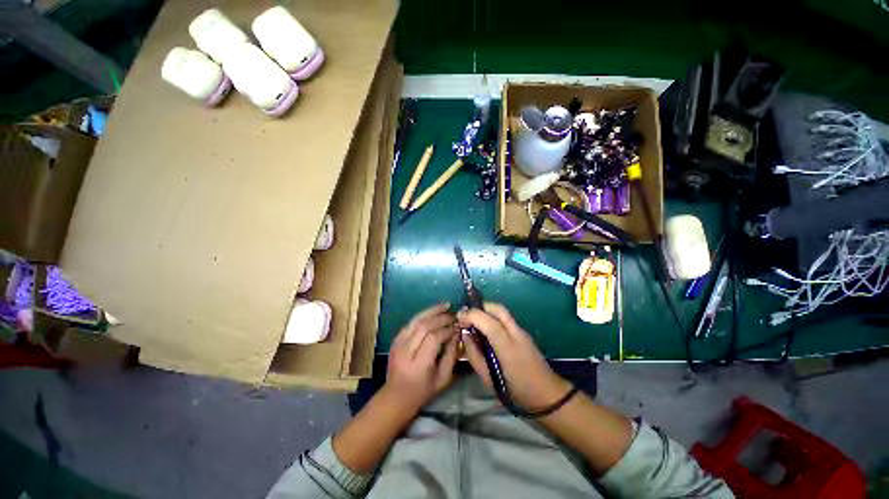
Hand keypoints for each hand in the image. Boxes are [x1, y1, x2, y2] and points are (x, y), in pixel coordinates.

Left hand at [384, 303, 459, 412]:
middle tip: (454, 315)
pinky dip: (423, 315)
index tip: (457, 327)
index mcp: (418, 364)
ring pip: (416, 320)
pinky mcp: (395, 339)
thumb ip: (451, 355)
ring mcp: (398, 343)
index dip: (447, 330)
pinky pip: (411, 322)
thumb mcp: (443, 378)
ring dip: (432, 311)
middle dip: (441, 318)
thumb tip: (457, 334)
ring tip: (445, 306)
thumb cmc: (423, 390)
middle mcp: (406, 350)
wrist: (396, 395)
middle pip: (424, 326)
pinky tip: (433, 312)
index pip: (433, 338)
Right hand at [458, 303, 570, 411]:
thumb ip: (474, 355)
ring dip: (486, 311)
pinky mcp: (524, 333)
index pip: (487, 320)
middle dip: (479, 307)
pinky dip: (493, 317)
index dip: (471, 315)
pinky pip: (506, 318)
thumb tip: (465, 335)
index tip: (459, 320)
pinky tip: (487, 329)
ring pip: (502, 311)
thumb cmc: (516, 391)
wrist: (548, 396)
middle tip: (467, 317)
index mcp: (507, 346)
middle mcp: (515, 333)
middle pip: (497, 308)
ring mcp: (522, 331)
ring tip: (474, 321)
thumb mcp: (488, 379)